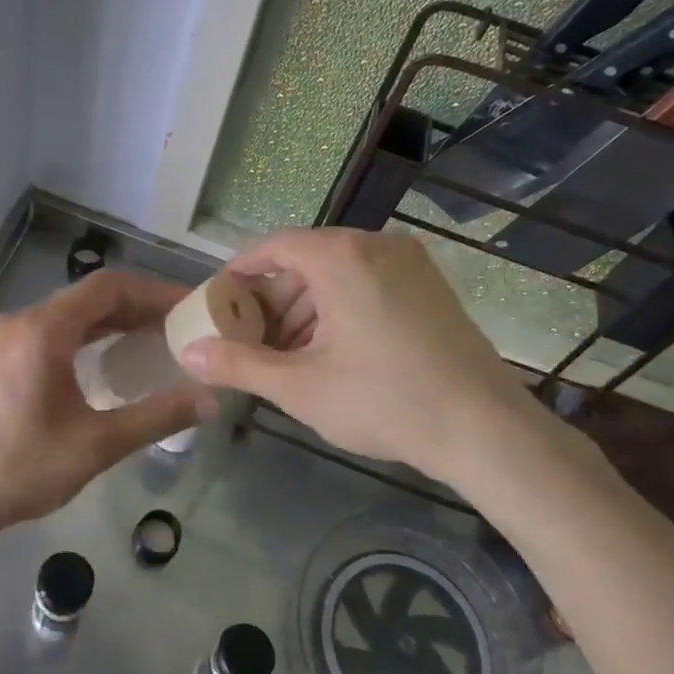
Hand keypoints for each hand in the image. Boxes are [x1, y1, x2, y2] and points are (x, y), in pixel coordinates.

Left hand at [0, 270, 212, 538]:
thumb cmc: (20, 468)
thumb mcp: (96, 445)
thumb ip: (156, 417)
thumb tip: (210, 400)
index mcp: (43, 330)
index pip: (109, 287)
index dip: (153, 291)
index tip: (188, 306)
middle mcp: (22, 322)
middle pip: (89, 298)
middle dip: (137, 307)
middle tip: (178, 325)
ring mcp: (5, 339)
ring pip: (69, 315)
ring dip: (111, 322)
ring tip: (152, 339)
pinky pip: (51, 332)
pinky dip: (85, 336)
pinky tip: (106, 361)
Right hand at [179, 228, 587, 494]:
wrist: (486, 429)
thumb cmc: (385, 400)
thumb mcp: (300, 387)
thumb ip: (239, 365)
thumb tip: (187, 354)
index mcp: (341, 257)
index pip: (273, 247)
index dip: (239, 273)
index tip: (219, 303)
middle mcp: (376, 245)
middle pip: (305, 259)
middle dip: (273, 299)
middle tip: (252, 339)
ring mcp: (410, 263)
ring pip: (338, 272)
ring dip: (306, 307)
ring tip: (289, 355)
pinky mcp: (431, 285)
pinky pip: (369, 282)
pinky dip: (340, 308)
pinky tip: (333, 352)